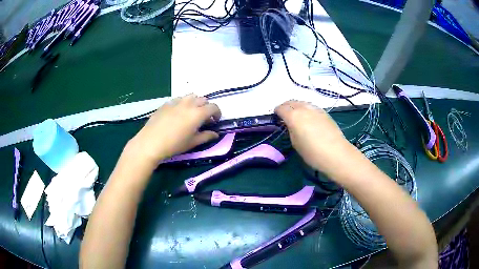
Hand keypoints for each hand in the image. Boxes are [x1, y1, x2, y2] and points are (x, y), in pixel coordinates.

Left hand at [126, 94, 220, 164]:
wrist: (151, 142)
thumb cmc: (174, 144)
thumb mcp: (192, 142)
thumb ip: (206, 136)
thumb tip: (215, 134)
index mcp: (198, 113)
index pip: (213, 107)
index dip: (217, 113)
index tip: (215, 121)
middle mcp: (189, 104)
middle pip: (203, 99)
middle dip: (206, 107)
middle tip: (203, 118)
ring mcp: (176, 102)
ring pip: (191, 96)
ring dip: (195, 103)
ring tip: (191, 113)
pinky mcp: (166, 103)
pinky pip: (178, 99)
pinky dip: (183, 103)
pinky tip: (177, 113)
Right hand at [275, 100, 353, 176]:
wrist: (336, 153)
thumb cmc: (312, 152)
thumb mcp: (295, 143)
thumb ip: (290, 130)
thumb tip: (290, 124)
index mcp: (294, 116)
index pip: (281, 108)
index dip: (277, 111)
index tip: (276, 117)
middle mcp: (304, 108)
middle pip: (291, 102)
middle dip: (286, 107)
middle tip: (284, 115)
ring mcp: (315, 109)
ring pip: (302, 102)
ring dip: (296, 106)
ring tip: (296, 116)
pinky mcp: (324, 113)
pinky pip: (311, 107)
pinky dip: (306, 109)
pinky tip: (308, 118)